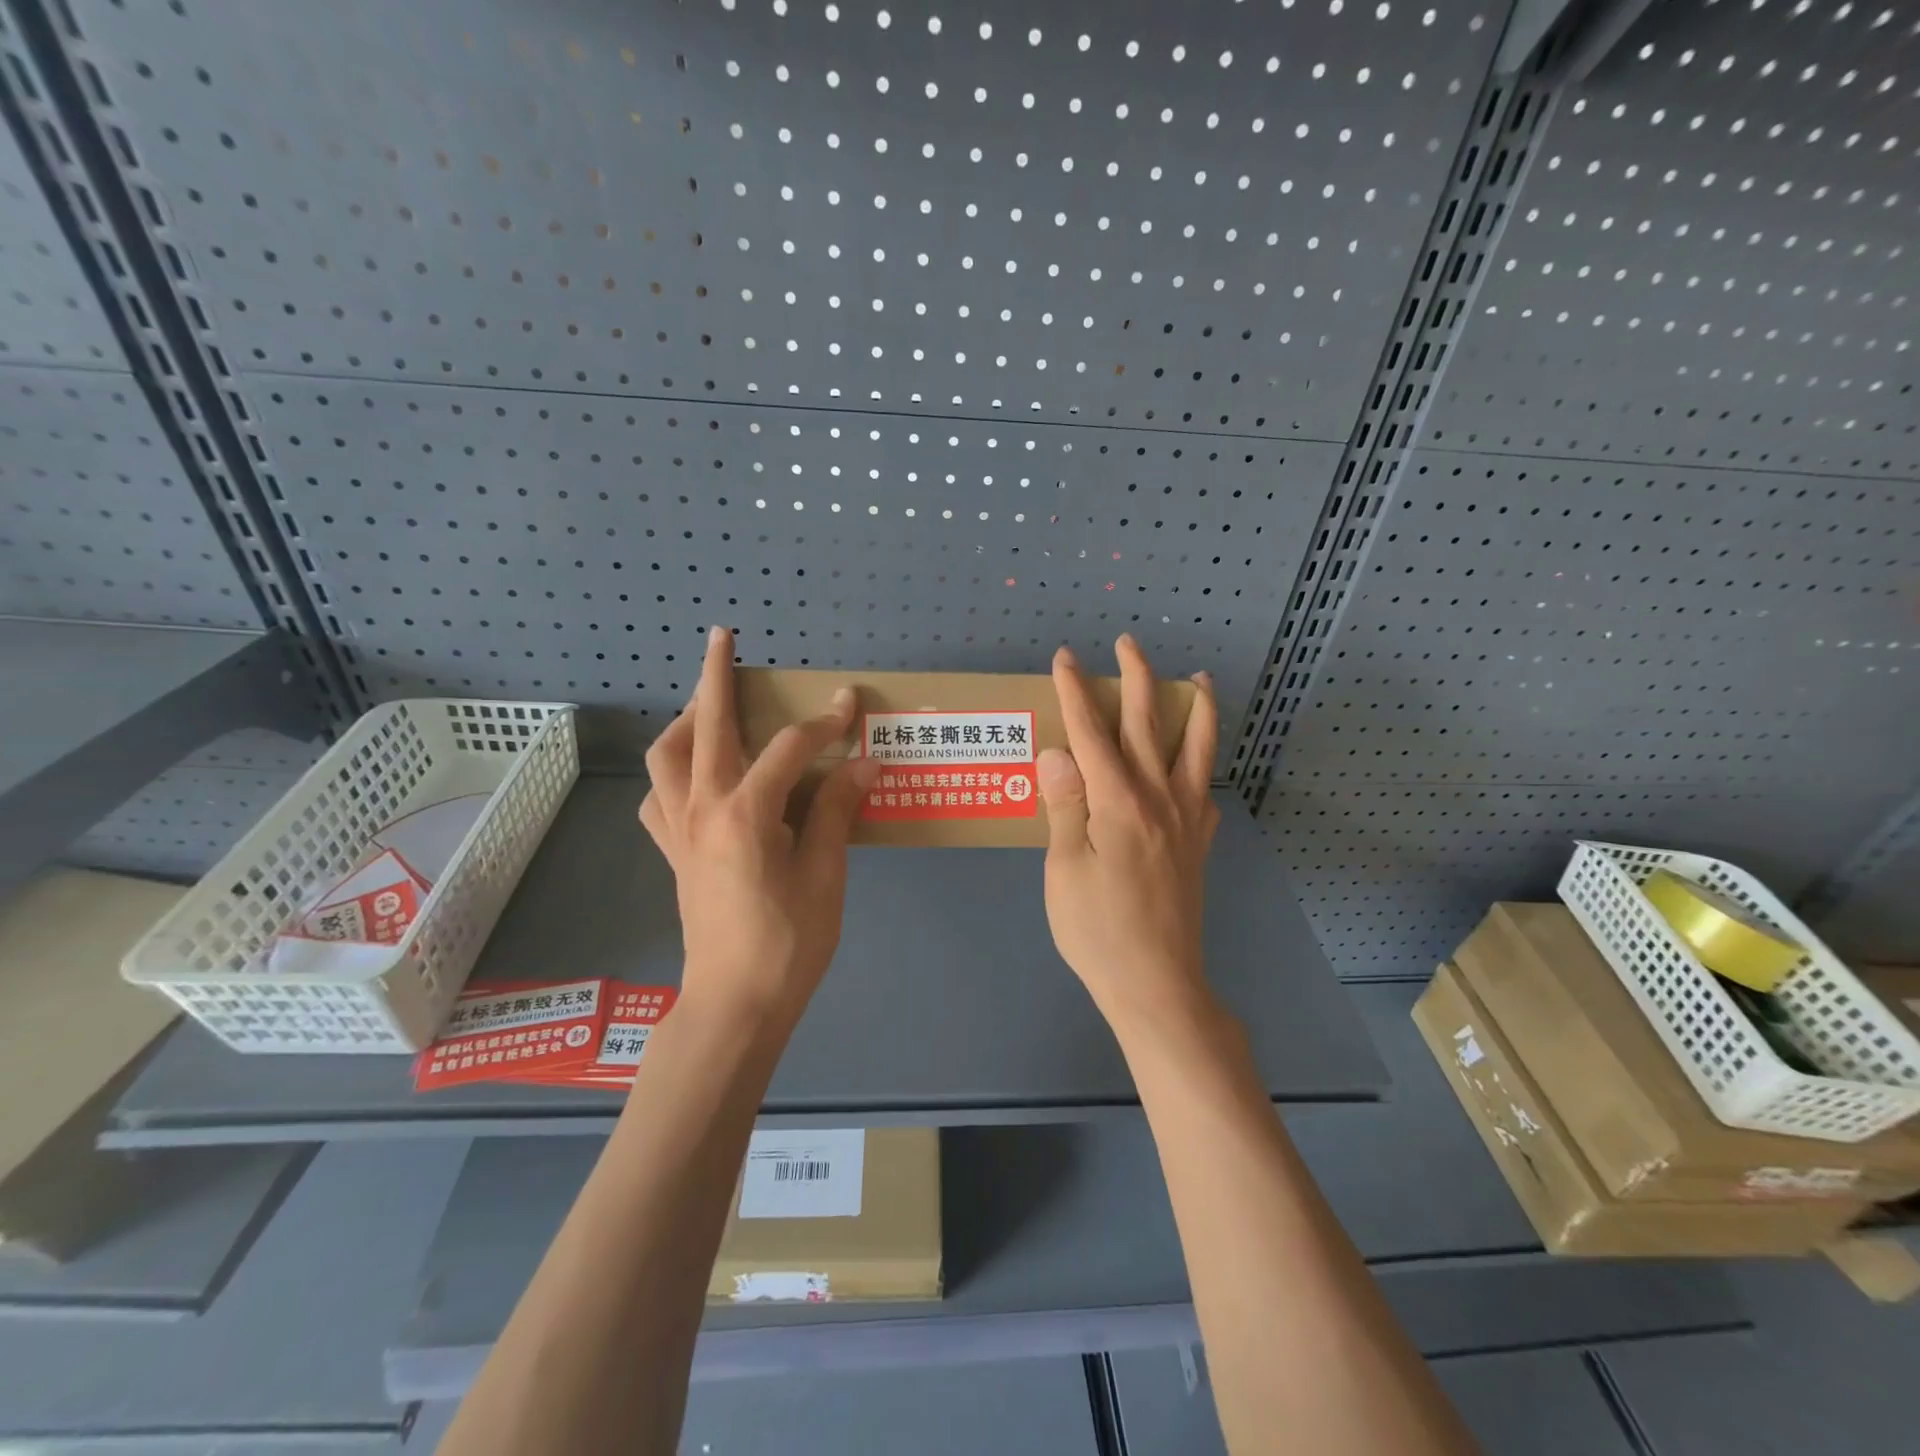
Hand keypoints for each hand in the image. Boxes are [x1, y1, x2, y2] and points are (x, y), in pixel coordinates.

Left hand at [639, 627, 879, 1028]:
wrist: (734, 1005)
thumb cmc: (788, 942)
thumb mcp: (825, 874)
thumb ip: (838, 810)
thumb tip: (864, 761)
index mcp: (745, 813)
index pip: (788, 748)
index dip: (823, 723)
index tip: (850, 705)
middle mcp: (701, 809)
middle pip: (704, 727)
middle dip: (714, 677)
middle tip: (722, 639)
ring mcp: (678, 830)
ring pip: (665, 757)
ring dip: (684, 721)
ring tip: (709, 707)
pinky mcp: (672, 852)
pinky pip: (659, 798)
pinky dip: (673, 773)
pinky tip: (697, 777)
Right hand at [1038, 635, 1220, 1034]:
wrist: (1156, 982)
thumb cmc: (1097, 929)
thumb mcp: (1064, 867)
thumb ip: (1065, 804)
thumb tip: (1058, 750)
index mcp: (1117, 801)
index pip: (1091, 731)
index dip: (1075, 691)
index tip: (1064, 658)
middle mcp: (1158, 798)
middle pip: (1148, 724)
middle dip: (1136, 678)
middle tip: (1128, 644)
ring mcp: (1185, 820)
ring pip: (1196, 748)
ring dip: (1196, 708)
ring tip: (1199, 680)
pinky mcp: (1198, 845)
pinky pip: (1205, 792)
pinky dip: (1204, 767)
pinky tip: (1196, 768)